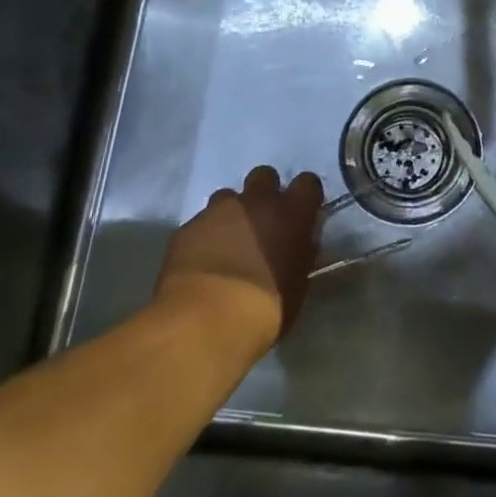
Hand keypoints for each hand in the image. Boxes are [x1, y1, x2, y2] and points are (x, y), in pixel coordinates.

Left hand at [155, 167, 323, 354]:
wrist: (206, 321)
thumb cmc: (265, 309)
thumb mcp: (298, 285)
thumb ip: (301, 255)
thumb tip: (301, 244)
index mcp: (291, 213)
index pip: (308, 182)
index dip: (305, 196)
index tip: (302, 213)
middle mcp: (256, 202)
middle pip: (264, 176)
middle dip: (264, 194)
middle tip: (263, 223)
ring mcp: (218, 211)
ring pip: (228, 197)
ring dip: (232, 214)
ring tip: (229, 243)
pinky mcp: (187, 227)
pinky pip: (201, 223)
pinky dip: (205, 236)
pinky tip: (203, 263)